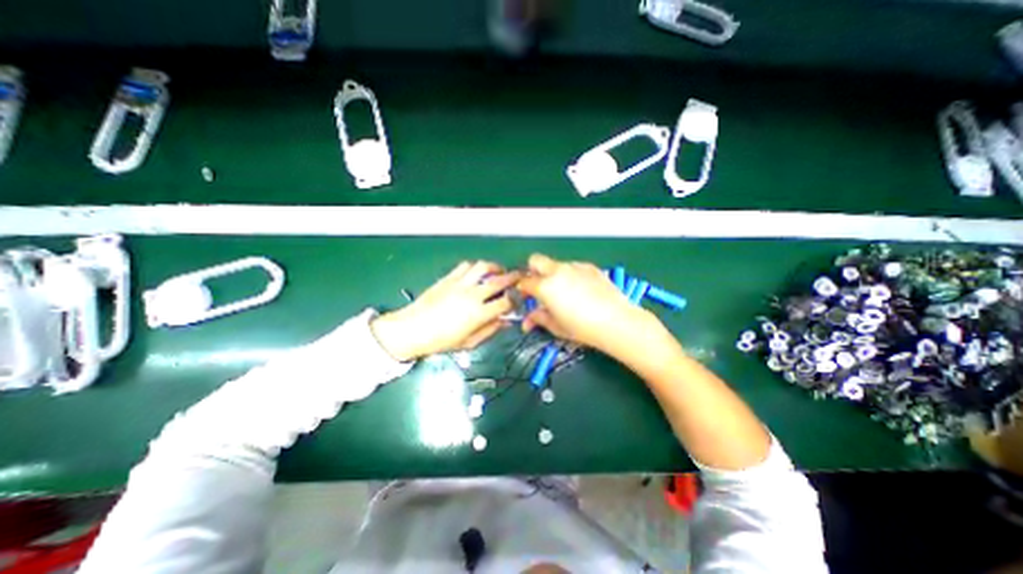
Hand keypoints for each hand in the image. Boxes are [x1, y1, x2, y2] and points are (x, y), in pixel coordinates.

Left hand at [370, 258, 519, 358]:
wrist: (411, 329)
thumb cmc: (440, 341)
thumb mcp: (468, 343)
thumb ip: (489, 330)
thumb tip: (505, 322)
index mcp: (478, 313)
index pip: (505, 302)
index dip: (516, 299)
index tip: (519, 299)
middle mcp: (472, 295)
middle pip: (499, 280)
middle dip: (513, 277)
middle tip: (520, 277)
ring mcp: (459, 284)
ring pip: (483, 267)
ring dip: (495, 267)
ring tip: (499, 271)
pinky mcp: (448, 278)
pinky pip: (466, 266)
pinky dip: (476, 266)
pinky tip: (477, 272)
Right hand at [515, 253, 667, 357]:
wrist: (616, 322)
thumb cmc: (582, 328)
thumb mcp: (556, 327)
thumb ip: (539, 319)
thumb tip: (528, 321)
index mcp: (545, 286)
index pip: (525, 282)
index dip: (522, 290)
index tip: (526, 298)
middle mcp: (557, 271)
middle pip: (535, 260)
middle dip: (532, 271)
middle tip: (539, 287)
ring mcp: (575, 267)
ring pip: (555, 264)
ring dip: (553, 274)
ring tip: (564, 292)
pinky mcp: (590, 267)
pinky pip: (574, 267)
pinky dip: (571, 275)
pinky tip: (581, 290)